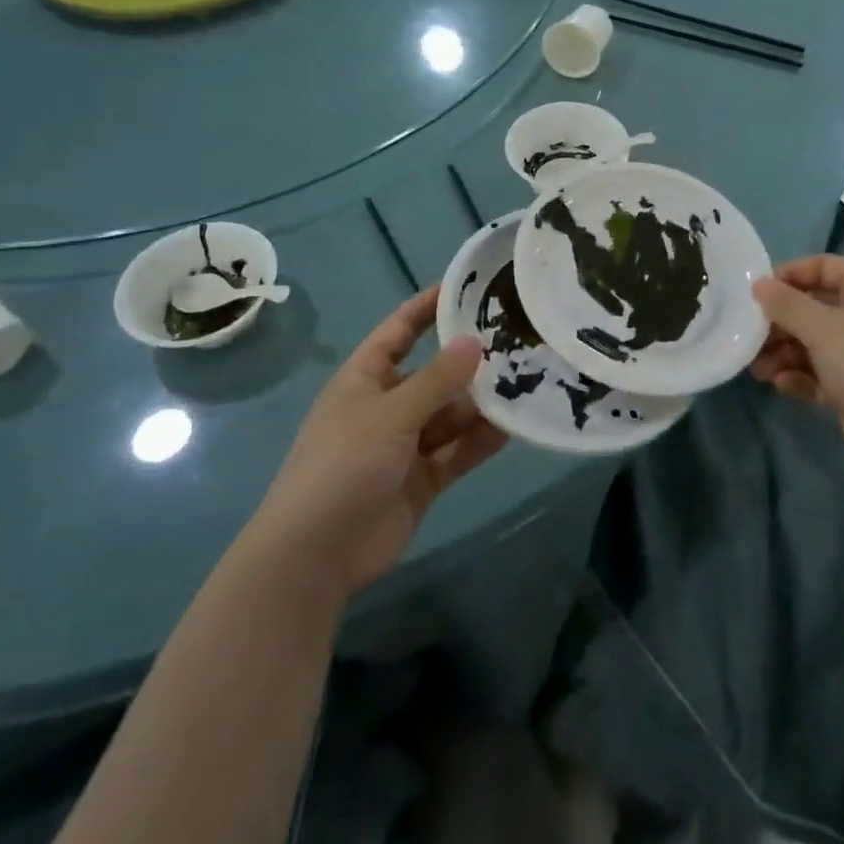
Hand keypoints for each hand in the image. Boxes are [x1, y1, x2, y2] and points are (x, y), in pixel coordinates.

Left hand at [251, 288, 504, 598]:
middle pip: (435, 374)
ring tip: (528, 383)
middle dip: (470, 362)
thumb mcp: (390, 414)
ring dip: (483, 404)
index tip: (466, 287)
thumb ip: (436, 380)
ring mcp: (406, 444)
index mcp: (365, 379)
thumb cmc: (342, 466)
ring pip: (451, 414)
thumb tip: (475, 340)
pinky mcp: (423, 479)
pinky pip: (458, 450)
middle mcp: (388, 405)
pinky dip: (482, 440)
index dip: (427, 308)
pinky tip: (516, 426)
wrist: (315, 556)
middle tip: (518, 342)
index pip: (399, 331)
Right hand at [750, 255, 843, 479]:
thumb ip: (786, 304)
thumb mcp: (821, 328)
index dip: (791, 274)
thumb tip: (760, 284)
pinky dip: (800, 376)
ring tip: (759, 369)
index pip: (825, 266)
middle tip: (751, 336)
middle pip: (814, 307)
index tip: (759, 291)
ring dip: (784, 353)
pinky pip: (821, 373)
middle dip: (780, 323)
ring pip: (813, 343)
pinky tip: (783, 386)